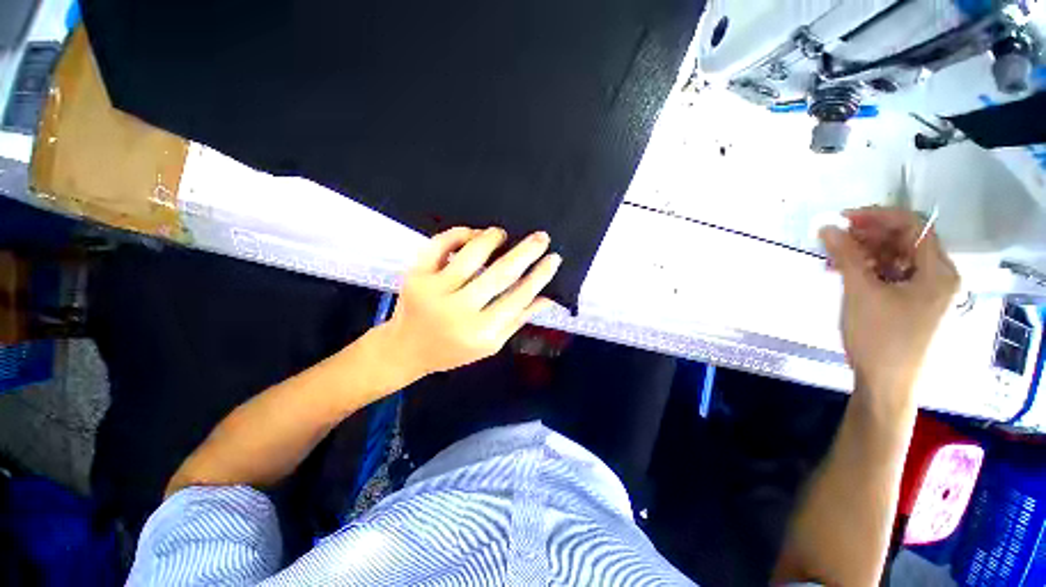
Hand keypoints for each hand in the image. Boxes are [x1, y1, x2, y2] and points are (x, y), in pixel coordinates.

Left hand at [378, 226, 560, 380]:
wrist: (406, 349)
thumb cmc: (453, 350)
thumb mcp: (490, 343)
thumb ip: (518, 320)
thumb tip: (547, 298)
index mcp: (480, 332)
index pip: (518, 297)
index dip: (539, 276)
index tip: (554, 258)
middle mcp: (458, 311)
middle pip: (500, 274)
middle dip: (526, 252)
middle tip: (541, 237)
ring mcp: (433, 291)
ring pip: (471, 254)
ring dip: (491, 238)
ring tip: (501, 234)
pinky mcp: (415, 276)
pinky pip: (440, 244)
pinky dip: (459, 233)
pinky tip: (473, 234)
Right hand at [821, 207, 959, 399]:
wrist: (886, 383)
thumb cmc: (880, 338)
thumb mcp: (861, 293)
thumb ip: (847, 256)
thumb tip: (828, 227)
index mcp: (939, 271)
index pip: (913, 226)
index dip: (878, 217)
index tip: (843, 218)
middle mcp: (939, 276)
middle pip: (906, 241)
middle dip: (869, 236)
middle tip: (836, 239)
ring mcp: (927, 291)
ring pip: (896, 257)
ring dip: (866, 253)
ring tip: (835, 259)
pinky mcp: (913, 303)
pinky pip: (892, 275)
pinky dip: (869, 269)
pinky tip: (846, 273)